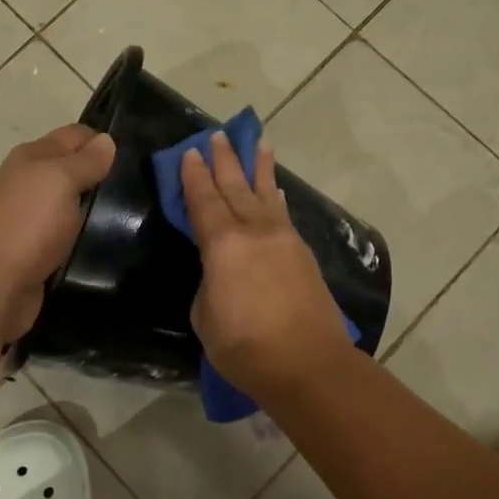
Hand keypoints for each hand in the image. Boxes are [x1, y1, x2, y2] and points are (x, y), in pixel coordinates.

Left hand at [0, 124, 115, 342]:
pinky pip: (67, 235)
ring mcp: (30, 219)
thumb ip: (85, 161)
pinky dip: (84, 236)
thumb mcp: (61, 181)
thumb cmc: (27, 224)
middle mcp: (28, 183)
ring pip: (71, 204)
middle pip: (72, 169)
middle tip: (141, 188)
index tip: (135, 158)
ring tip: (134, 216)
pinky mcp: (36, 252)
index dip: (103, 142)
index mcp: (31, 157)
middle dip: (102, 175)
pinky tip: (108, 242)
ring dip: (95, 209)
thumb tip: (106, 140)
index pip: (74, 136)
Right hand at [179, 131, 353, 395]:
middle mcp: (254, 231)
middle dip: (225, 159)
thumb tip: (220, 271)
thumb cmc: (245, 347)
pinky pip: (283, 213)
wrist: (308, 363)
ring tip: (258, 143)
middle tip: (218, 134)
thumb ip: (209, 282)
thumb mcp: (206, 316)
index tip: (191, 151)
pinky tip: (275, 190)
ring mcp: (283, 238)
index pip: (203, 200)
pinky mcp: (302, 252)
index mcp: (223, 244)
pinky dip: (276, 197)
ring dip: (259, 167)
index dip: (194, 175)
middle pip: (235, 186)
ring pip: (266, 193)